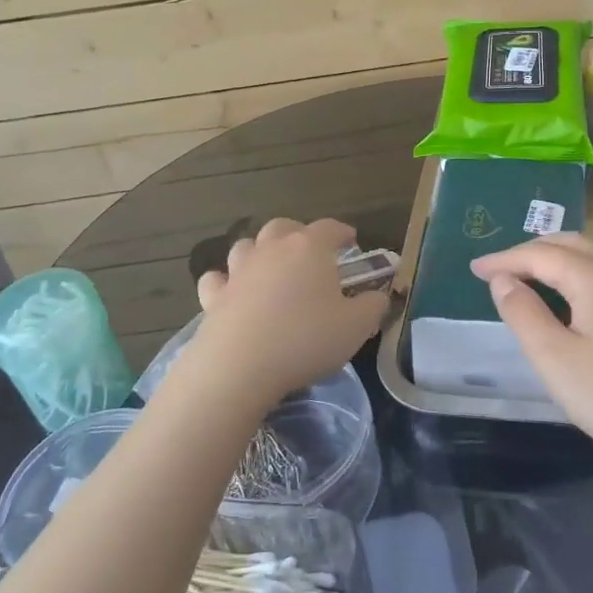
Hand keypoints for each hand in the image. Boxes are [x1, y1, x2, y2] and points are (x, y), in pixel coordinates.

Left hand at [187, 218, 389, 407]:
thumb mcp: (356, 327)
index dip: (343, 232)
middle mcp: (272, 249)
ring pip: (247, 245)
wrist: (240, 366)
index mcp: (310, 248)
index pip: (330, 227)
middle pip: (283, 226)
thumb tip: (378, 296)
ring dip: (260, 251)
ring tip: (271, 269)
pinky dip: (225, 280)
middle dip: (299, 233)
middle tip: (311, 253)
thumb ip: (373, 306)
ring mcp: (238, 270)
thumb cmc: (306, 339)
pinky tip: (232, 292)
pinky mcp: (213, 296)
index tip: (352, 242)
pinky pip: (217, 278)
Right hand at [471, 233, 592, 471]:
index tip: (473, 269)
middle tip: (498, 271)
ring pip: (591, 256)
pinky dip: (576, 275)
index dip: (503, 259)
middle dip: (529, 251)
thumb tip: (503, 281)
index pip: (539, 253)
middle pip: (568, 243)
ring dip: (555, 260)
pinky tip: (568, 302)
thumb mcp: (554, 358)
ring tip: (526, 280)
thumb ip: (523, 313)